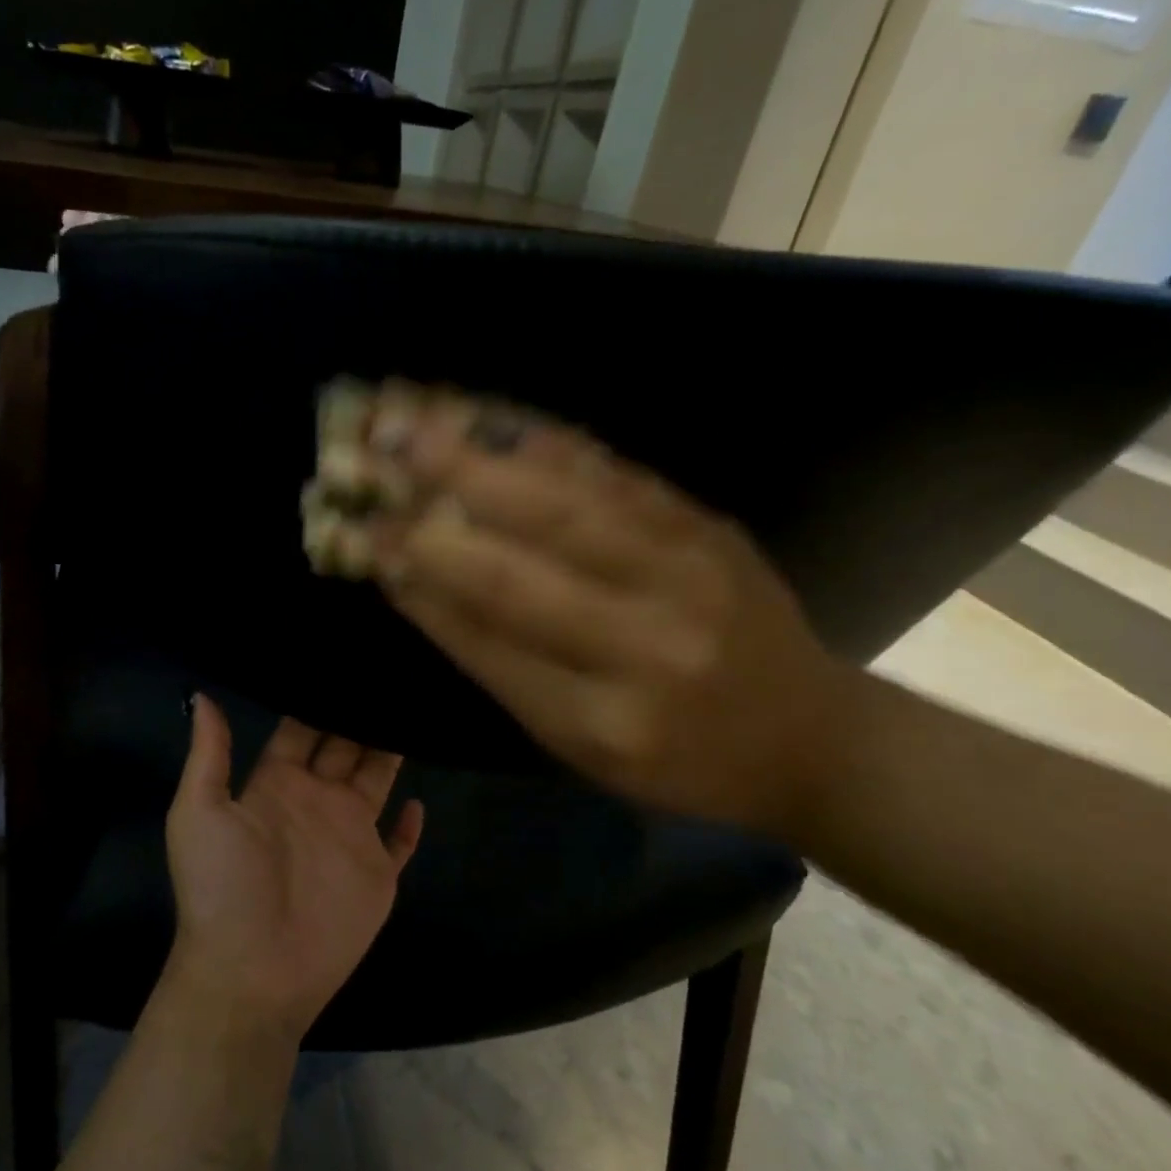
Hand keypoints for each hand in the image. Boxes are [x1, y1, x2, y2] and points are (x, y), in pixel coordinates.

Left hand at [163, 697, 423, 1041]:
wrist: (251, 973)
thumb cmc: (221, 887)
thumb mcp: (198, 812)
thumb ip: (209, 754)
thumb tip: (203, 694)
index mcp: (276, 783)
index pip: (300, 729)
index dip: (316, 697)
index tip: (339, 660)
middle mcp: (316, 800)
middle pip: (344, 745)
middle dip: (360, 713)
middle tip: (387, 671)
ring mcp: (349, 836)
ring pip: (376, 780)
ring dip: (390, 750)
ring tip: (412, 709)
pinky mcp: (377, 873)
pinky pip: (399, 843)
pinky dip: (410, 824)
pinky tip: (419, 799)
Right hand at [365, 392, 848, 841]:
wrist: (809, 734)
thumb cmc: (674, 759)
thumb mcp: (573, 740)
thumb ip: (493, 659)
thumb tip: (410, 577)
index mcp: (606, 717)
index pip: (488, 633)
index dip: (418, 576)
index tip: (361, 533)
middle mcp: (651, 639)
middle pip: (528, 554)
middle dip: (439, 495)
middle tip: (373, 448)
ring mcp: (688, 567)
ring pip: (567, 495)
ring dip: (481, 449)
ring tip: (413, 411)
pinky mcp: (703, 520)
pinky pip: (609, 469)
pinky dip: (538, 436)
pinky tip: (487, 411)